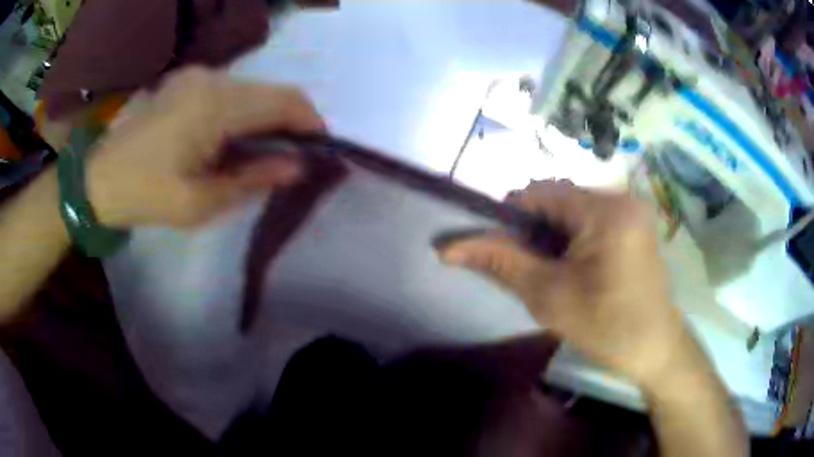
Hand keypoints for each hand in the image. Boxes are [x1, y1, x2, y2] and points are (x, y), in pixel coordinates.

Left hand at [87, 67, 324, 227]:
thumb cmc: (146, 194)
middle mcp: (212, 78)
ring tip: (254, 154)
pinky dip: (239, 111)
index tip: (317, 150)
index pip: (285, 101)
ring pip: (250, 90)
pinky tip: (226, 139)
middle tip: (285, 159)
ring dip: (262, 118)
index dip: (310, 122)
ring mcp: (196, 75)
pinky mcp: (185, 80)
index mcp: (216, 105)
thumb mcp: (200, 202)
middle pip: (270, 92)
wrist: (97, 177)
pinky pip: (228, 90)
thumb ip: (252, 179)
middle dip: (287, 123)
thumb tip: (296, 166)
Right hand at [439, 180, 688, 386]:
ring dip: (555, 233)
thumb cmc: (605, 327)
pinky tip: (577, 266)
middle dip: (536, 228)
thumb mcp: (549, 297)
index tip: (505, 251)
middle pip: (559, 198)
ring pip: (575, 208)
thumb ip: (502, 262)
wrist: (655, 348)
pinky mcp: (636, 223)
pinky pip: (593, 217)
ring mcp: (632, 209)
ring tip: (555, 270)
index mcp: (605, 211)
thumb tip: (451, 247)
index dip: (512, 217)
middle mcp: (621, 198)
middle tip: (532, 268)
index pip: (540, 193)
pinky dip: (576, 236)